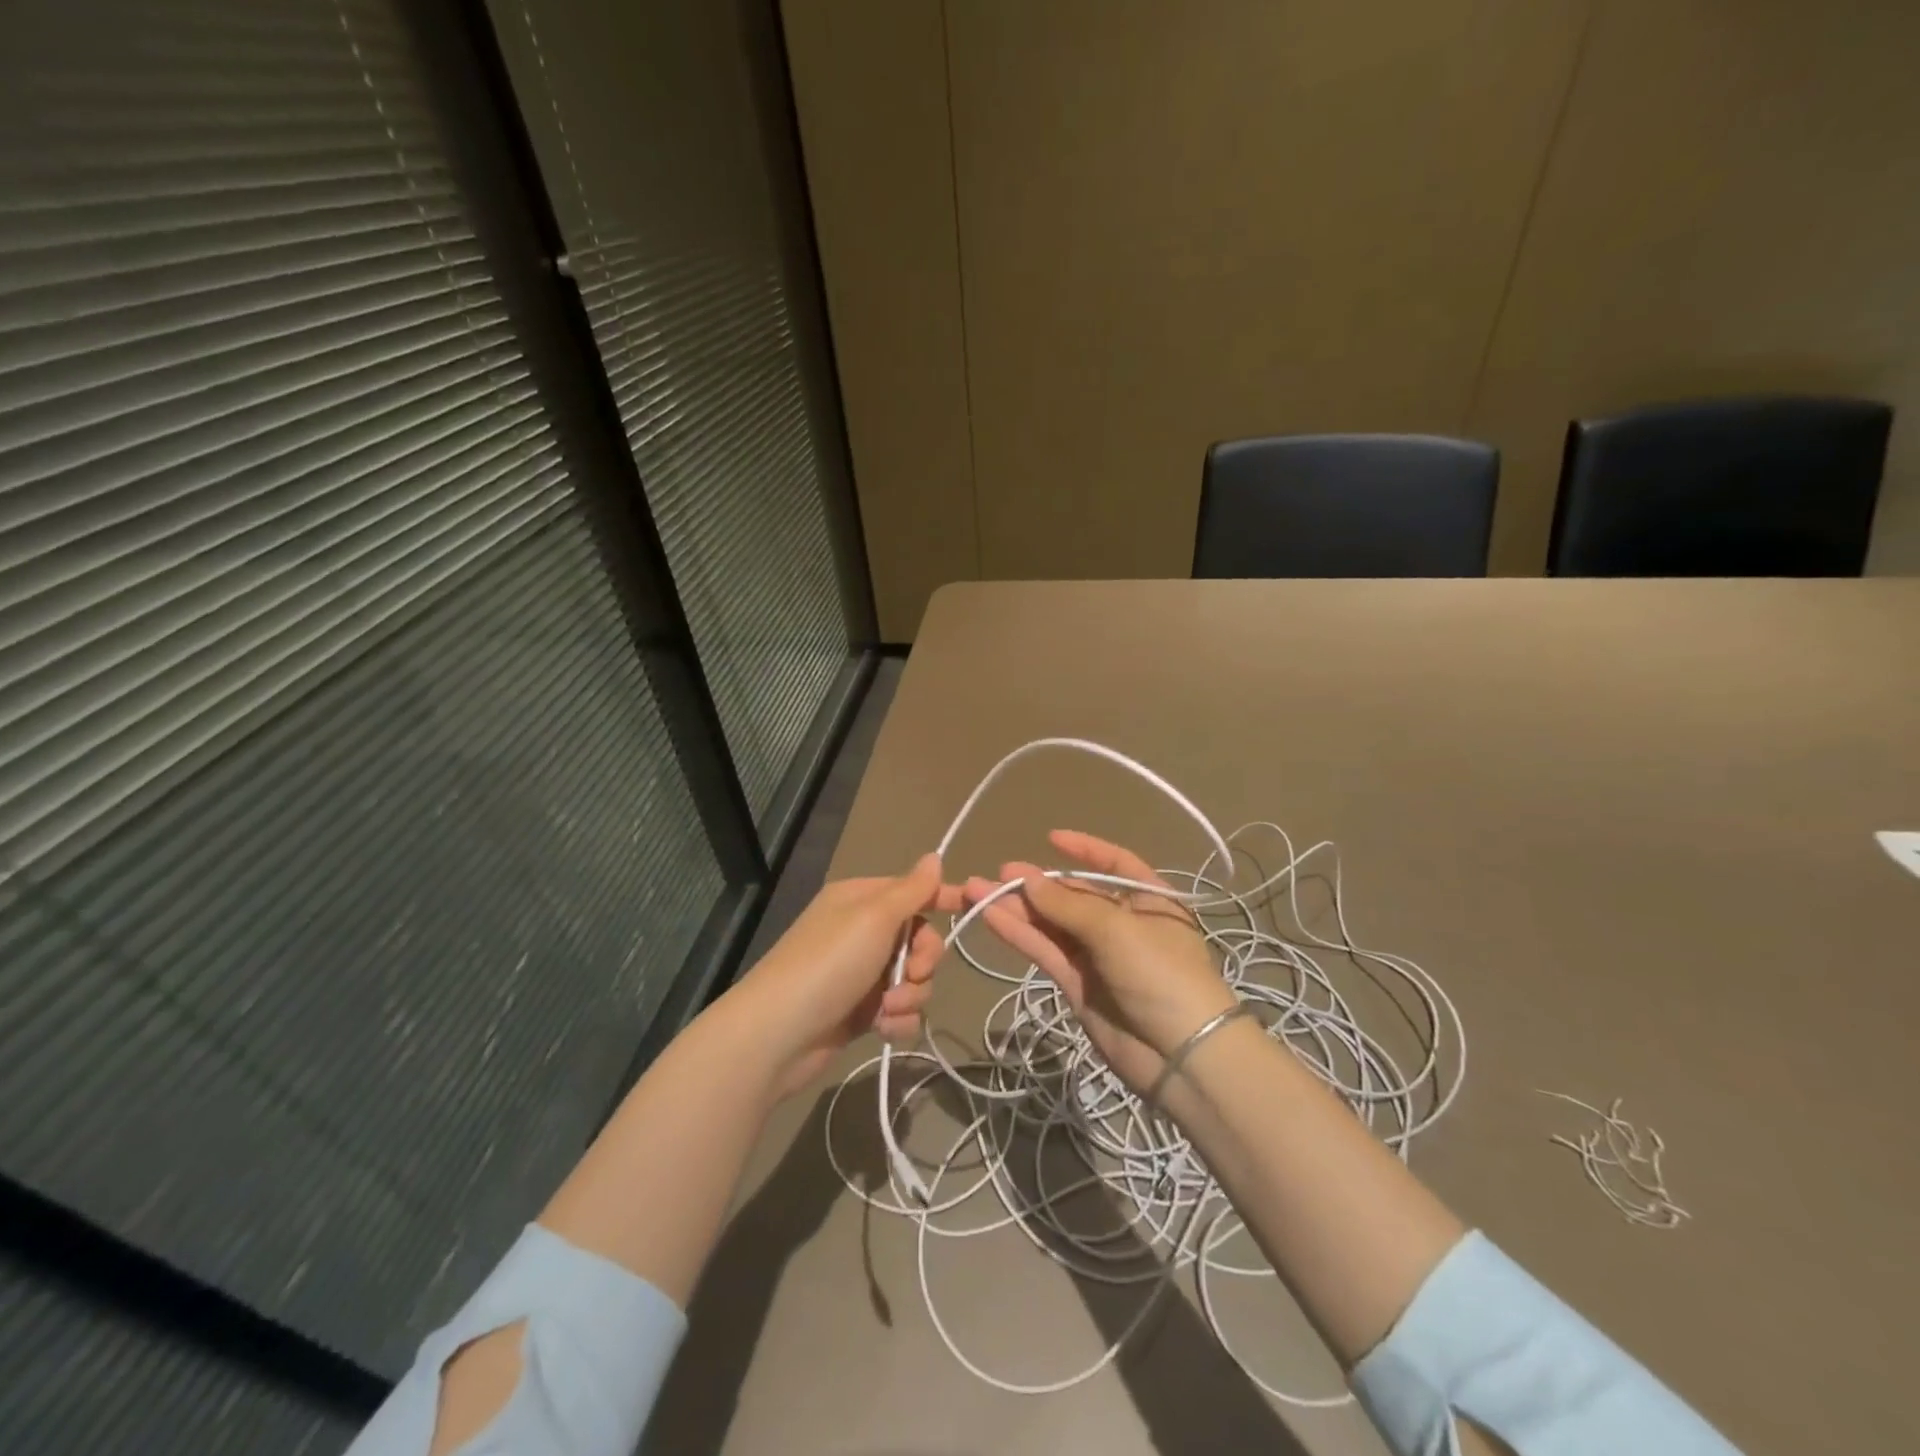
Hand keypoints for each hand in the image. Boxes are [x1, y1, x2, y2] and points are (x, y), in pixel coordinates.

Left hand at [728, 853, 962, 1096]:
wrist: (777, 1035)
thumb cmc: (828, 964)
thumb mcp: (874, 918)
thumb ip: (911, 890)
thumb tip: (934, 856)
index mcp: (861, 900)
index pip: (912, 891)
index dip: (942, 898)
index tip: (971, 908)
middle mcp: (861, 933)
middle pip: (919, 939)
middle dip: (924, 960)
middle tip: (913, 974)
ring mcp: (860, 974)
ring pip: (913, 979)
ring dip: (910, 996)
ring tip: (887, 1008)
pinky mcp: (860, 1012)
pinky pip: (899, 1010)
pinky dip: (897, 1020)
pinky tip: (883, 1029)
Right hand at [966, 830, 1236, 1096]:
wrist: (1181, 1057)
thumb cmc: (1161, 973)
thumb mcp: (1117, 929)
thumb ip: (1067, 905)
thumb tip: (1028, 879)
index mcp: (1150, 900)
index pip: (1115, 864)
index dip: (1084, 850)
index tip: (1050, 838)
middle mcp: (1123, 924)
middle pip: (1074, 897)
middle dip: (1038, 884)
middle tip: (999, 873)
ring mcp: (1099, 957)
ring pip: (1053, 925)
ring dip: (1018, 908)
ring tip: (977, 891)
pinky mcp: (1078, 986)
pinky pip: (1046, 952)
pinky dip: (1019, 935)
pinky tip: (991, 917)